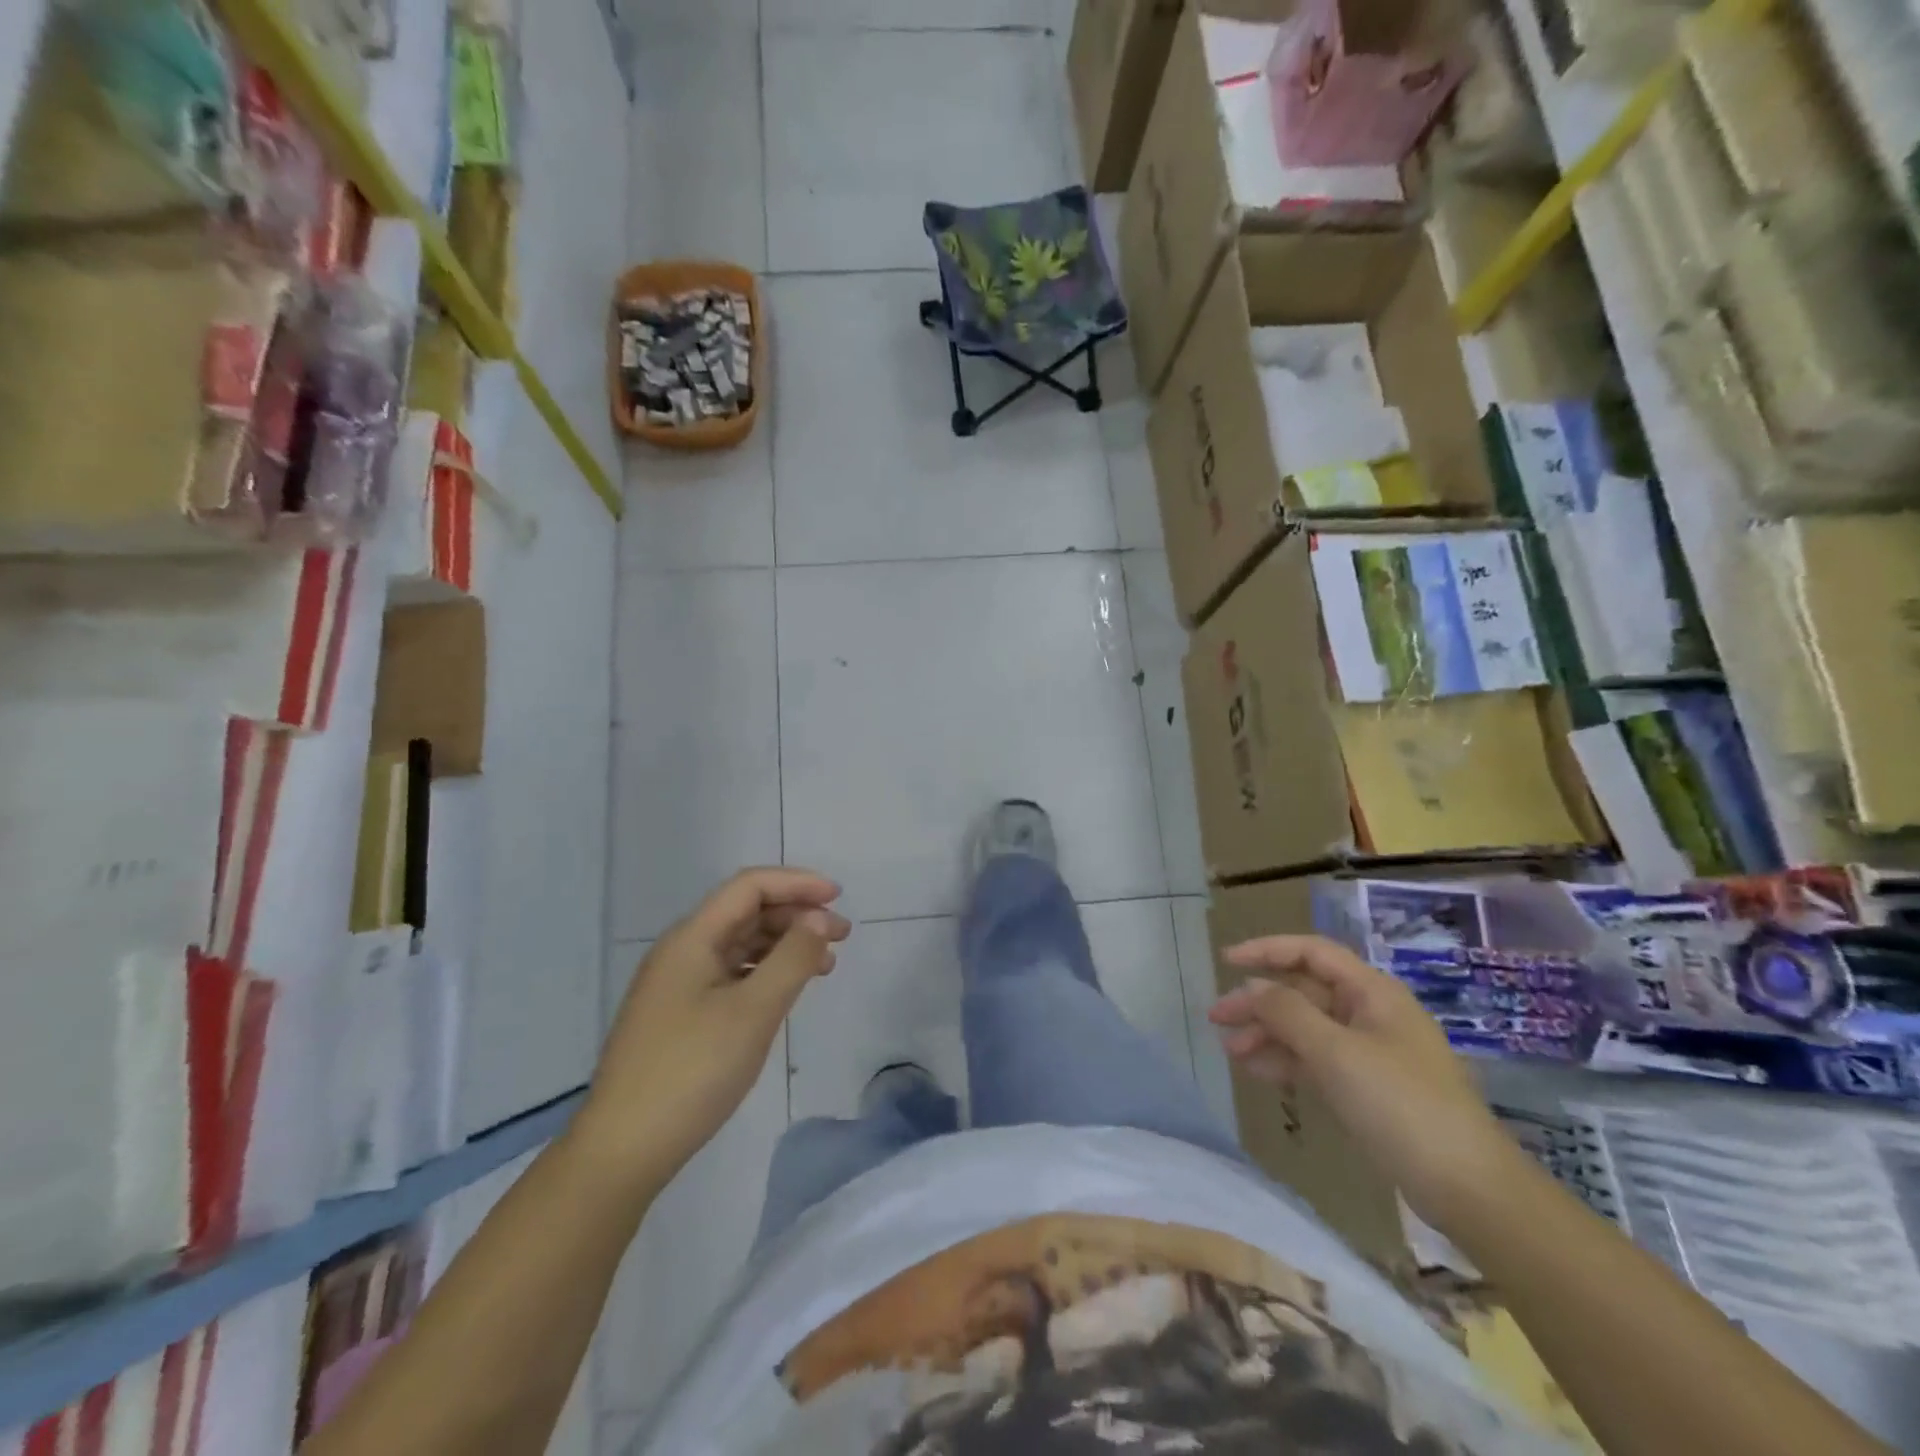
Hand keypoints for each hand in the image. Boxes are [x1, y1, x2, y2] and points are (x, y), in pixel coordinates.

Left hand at [574, 869, 850, 1193]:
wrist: (622, 1150)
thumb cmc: (692, 1071)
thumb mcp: (754, 1011)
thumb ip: (793, 957)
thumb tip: (820, 918)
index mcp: (692, 938)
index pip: (749, 887)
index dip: (797, 883)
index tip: (838, 897)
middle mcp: (682, 951)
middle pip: (746, 912)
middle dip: (796, 915)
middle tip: (842, 935)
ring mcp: (678, 984)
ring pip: (741, 944)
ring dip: (785, 944)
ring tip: (826, 964)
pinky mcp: (681, 1015)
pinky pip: (732, 974)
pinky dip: (766, 972)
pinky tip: (788, 990)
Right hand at [1209, 935, 1520, 1232]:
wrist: (1467, 1187)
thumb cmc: (1400, 1104)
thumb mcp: (1336, 1052)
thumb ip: (1287, 1013)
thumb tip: (1252, 987)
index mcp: (1372, 992)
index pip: (1311, 953)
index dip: (1267, 950)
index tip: (1226, 961)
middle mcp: (1370, 1014)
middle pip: (1303, 992)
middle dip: (1259, 1002)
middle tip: (1216, 1018)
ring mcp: (1370, 1053)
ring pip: (1306, 1028)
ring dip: (1267, 1034)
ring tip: (1230, 1051)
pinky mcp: (1367, 1088)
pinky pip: (1316, 1061)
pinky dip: (1286, 1062)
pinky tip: (1258, 1072)